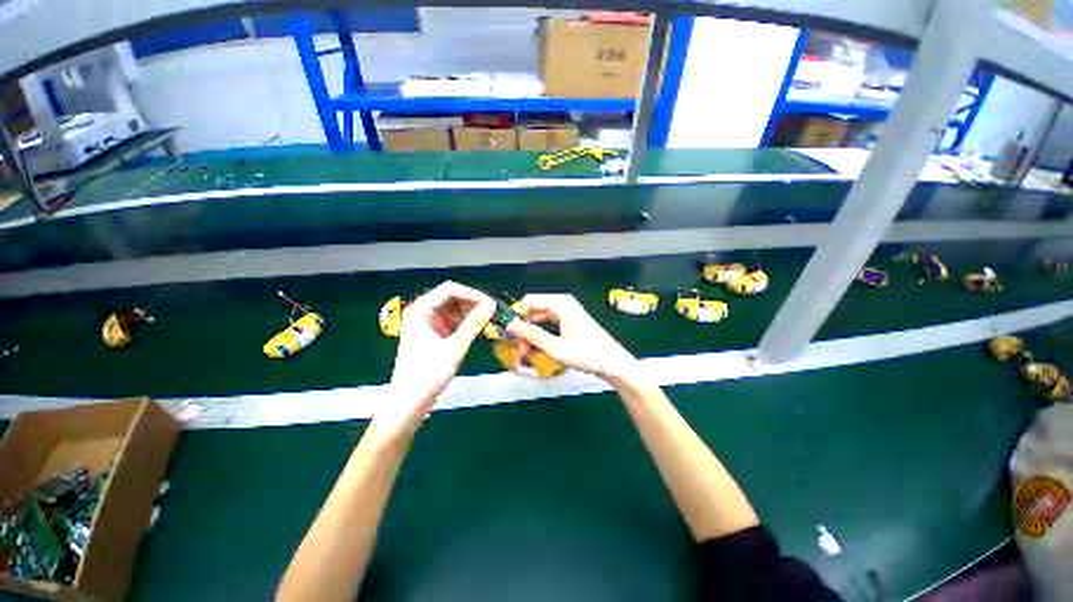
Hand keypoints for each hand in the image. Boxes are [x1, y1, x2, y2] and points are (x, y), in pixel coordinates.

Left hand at [376, 282, 494, 437]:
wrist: (409, 402)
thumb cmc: (429, 373)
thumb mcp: (455, 347)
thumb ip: (474, 323)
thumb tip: (492, 304)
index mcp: (421, 310)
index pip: (450, 289)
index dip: (473, 294)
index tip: (491, 304)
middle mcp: (422, 311)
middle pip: (452, 297)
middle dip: (473, 302)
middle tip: (493, 312)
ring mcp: (427, 322)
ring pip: (453, 308)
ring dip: (470, 312)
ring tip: (489, 319)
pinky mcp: (432, 333)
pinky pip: (452, 320)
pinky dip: (465, 322)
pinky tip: (479, 328)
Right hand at [506, 294, 637, 381]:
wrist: (613, 364)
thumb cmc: (587, 354)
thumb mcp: (555, 347)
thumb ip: (531, 335)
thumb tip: (509, 325)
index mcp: (560, 303)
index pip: (529, 301)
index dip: (516, 316)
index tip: (508, 334)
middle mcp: (562, 304)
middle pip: (533, 312)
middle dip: (524, 330)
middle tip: (519, 350)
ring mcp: (566, 314)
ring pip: (540, 321)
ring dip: (531, 336)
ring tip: (527, 354)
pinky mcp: (569, 324)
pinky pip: (548, 327)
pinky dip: (541, 338)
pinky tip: (538, 351)